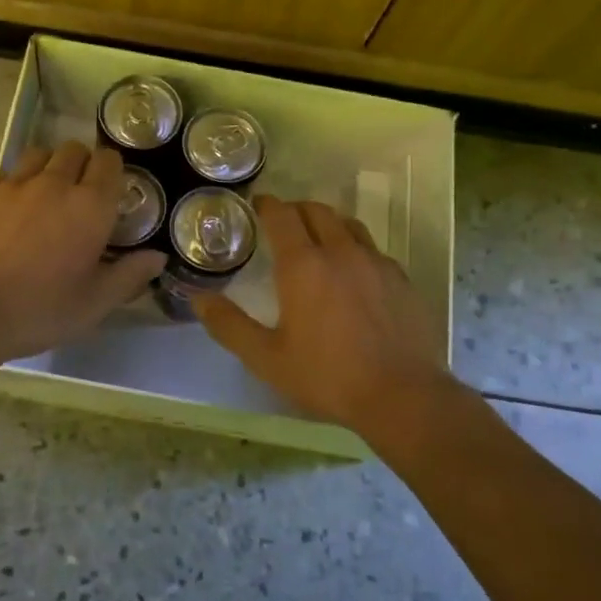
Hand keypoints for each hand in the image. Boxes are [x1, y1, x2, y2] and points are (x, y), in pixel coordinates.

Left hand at [0, 141, 165, 370]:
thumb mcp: (95, 302)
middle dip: (82, 163)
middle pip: (73, 150)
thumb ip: (130, 275)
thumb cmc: (41, 309)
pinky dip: (15, 184)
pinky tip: (12, 209)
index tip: (113, 189)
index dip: (113, 170)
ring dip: (48, 166)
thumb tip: (157, 257)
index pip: (109, 162)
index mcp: (89, 205)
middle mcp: (53, 184)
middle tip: (81, 193)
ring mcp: (13, 187)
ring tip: (47, 194)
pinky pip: (5, 176)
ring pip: (37, 155)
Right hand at [196, 196, 452, 432]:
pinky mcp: (401, 280)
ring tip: (318, 240)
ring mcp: (376, 263)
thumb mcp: (266, 358)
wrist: (402, 396)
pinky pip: (373, 250)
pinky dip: (355, 249)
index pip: (282, 215)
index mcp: (303, 265)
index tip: (256, 205)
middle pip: (317, 211)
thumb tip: (198, 299)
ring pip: (349, 225)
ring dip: (328, 223)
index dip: (267, 205)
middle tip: (283, 221)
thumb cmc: (327, 376)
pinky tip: (354, 274)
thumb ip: (229, 325)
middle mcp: (340, 252)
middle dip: (296, 209)